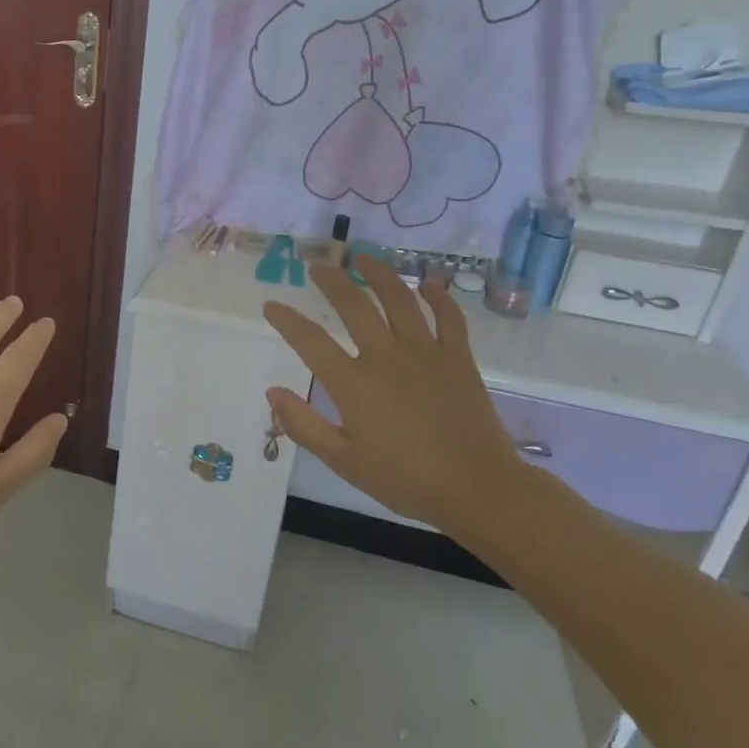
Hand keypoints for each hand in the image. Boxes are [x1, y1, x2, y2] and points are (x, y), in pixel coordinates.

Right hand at [261, 256, 532, 540]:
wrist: (477, 489)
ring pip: (399, 299)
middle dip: (332, 280)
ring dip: (379, 274)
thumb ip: (304, 425)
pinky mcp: (458, 357)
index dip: (286, 320)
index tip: (271, 305)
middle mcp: (386, 357)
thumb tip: (272, 392)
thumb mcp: (344, 461)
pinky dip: (439, 297)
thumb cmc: (404, 479)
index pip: (310, 341)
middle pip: (353, 305)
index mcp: (354, 384)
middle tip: (318, 265)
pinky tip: (429, 284)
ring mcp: (425, 352)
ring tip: (363, 258)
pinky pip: (449, 317)